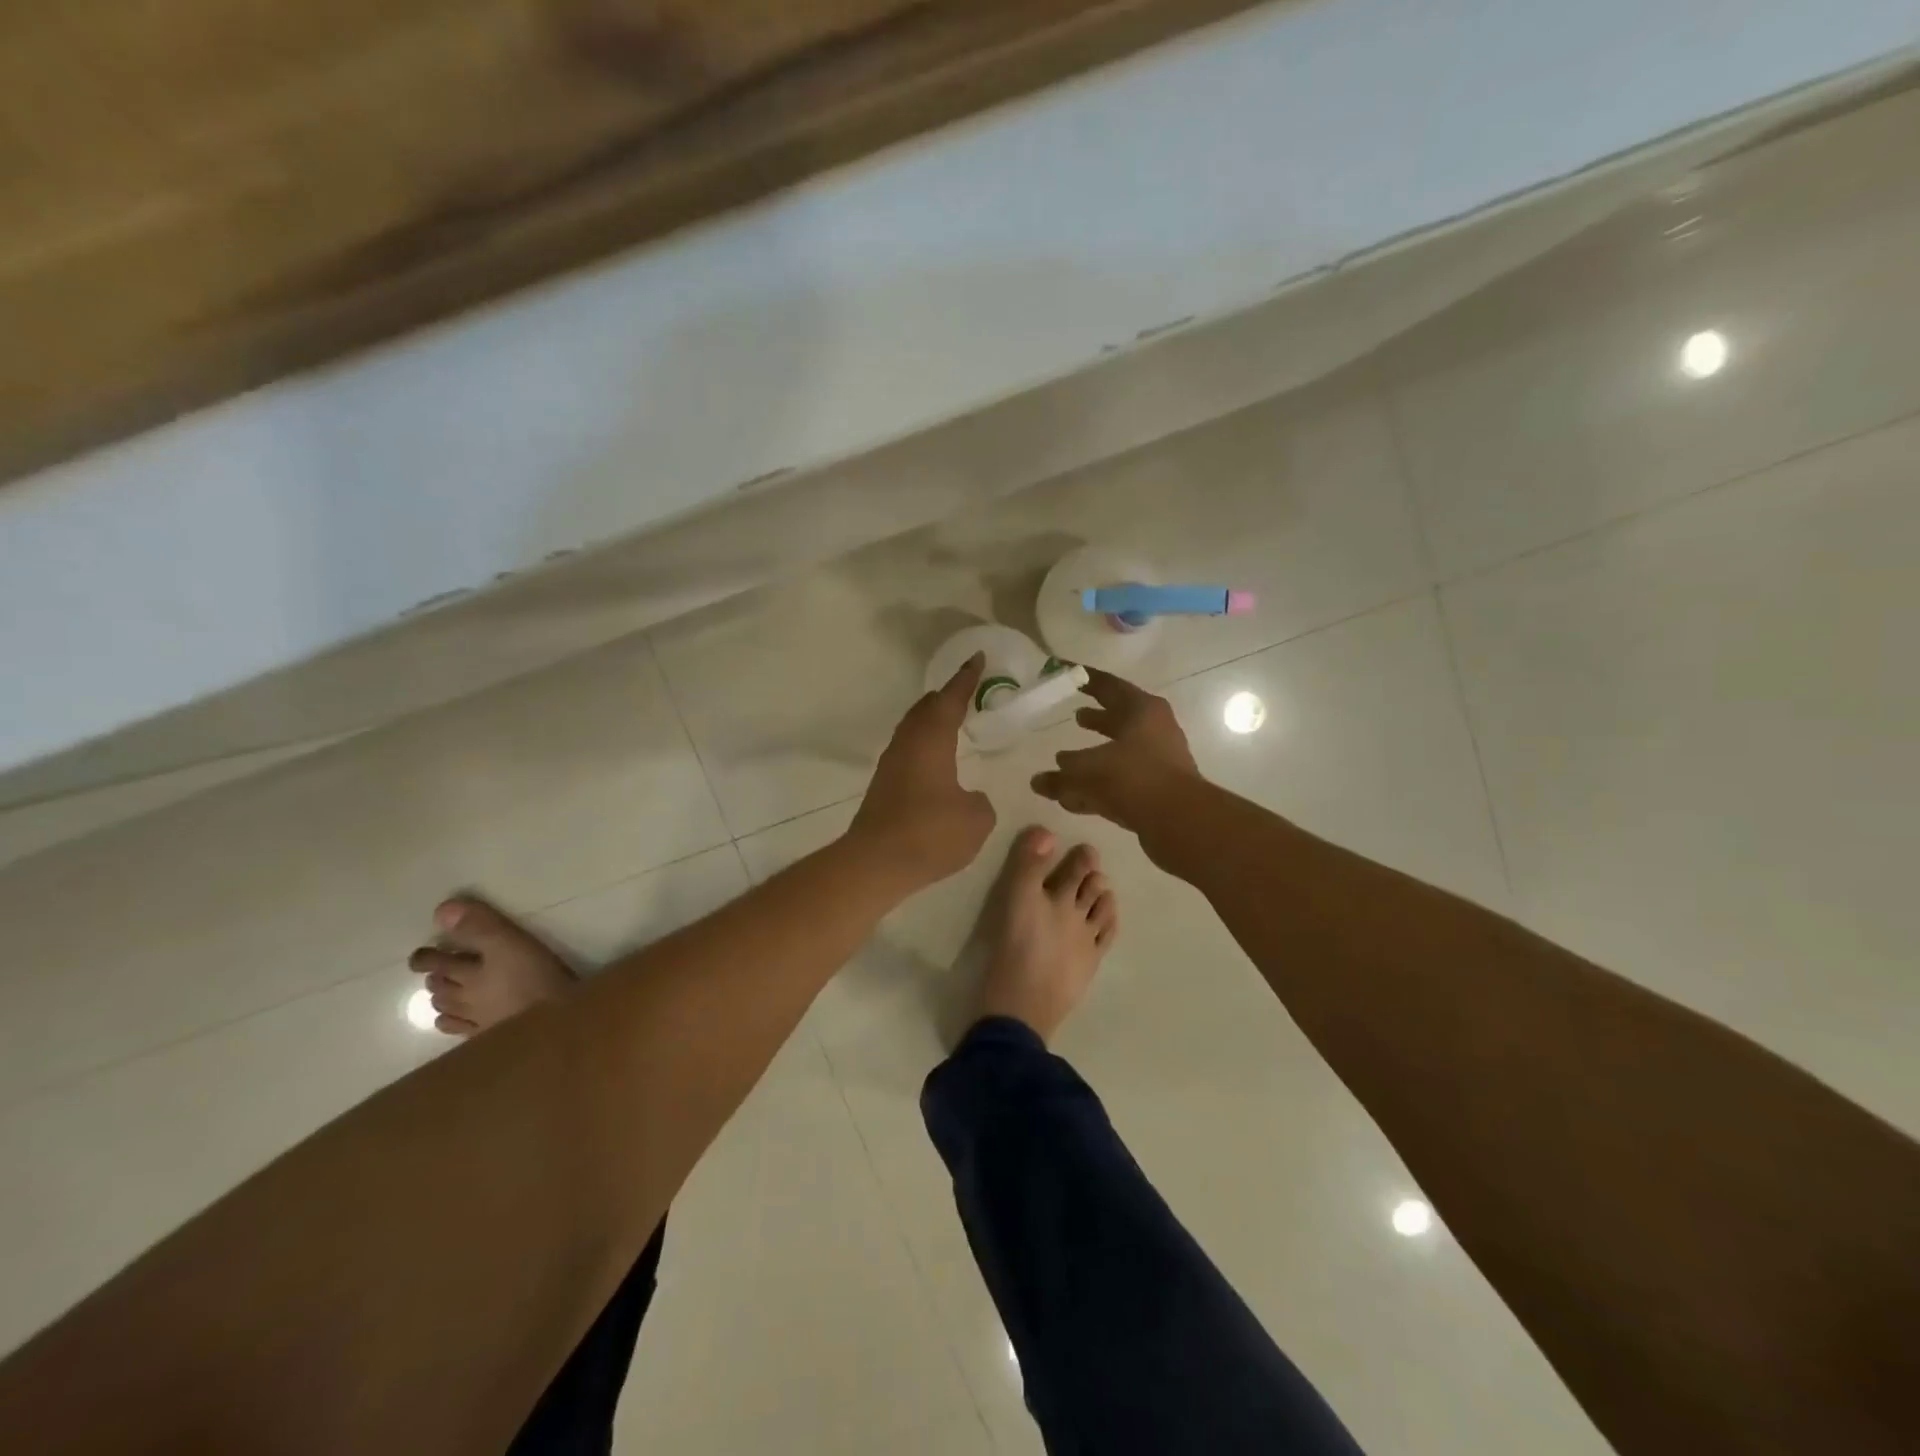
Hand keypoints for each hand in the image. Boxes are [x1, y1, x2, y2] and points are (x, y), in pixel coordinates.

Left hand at [850, 653, 996, 888]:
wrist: (877, 863)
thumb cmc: (931, 833)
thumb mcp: (976, 818)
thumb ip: (979, 802)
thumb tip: (968, 798)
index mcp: (931, 740)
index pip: (950, 700)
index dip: (966, 679)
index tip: (977, 658)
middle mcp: (907, 745)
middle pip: (924, 709)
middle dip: (945, 696)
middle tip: (964, 688)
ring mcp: (891, 765)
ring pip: (912, 729)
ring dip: (931, 720)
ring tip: (950, 720)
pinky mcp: (883, 787)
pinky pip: (908, 751)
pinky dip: (924, 744)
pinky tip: (934, 760)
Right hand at [1032, 668, 1200, 842]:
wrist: (1180, 820)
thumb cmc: (1133, 778)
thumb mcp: (1087, 770)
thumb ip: (1060, 775)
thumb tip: (1039, 780)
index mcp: (1142, 710)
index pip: (1108, 685)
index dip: (1084, 679)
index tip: (1065, 672)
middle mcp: (1155, 730)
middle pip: (1119, 718)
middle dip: (1097, 718)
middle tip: (1075, 715)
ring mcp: (1159, 760)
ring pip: (1120, 751)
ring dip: (1096, 753)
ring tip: (1067, 758)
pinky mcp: (1157, 789)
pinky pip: (1122, 780)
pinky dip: (1099, 784)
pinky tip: (1074, 797)